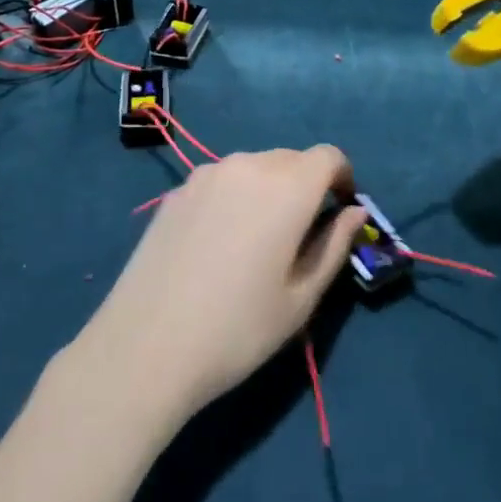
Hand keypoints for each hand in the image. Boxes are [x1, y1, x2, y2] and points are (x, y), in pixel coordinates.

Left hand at [78, 146, 369, 419]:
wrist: (146, 345)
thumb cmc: (238, 328)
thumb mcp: (301, 297)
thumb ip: (334, 245)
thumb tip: (354, 212)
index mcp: (287, 187)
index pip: (328, 156)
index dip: (342, 177)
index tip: (341, 210)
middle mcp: (248, 165)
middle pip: (292, 159)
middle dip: (307, 184)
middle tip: (302, 233)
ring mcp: (207, 174)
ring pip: (255, 166)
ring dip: (270, 188)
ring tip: (259, 240)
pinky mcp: (177, 190)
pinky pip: (222, 180)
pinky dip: (236, 196)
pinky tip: (220, 242)